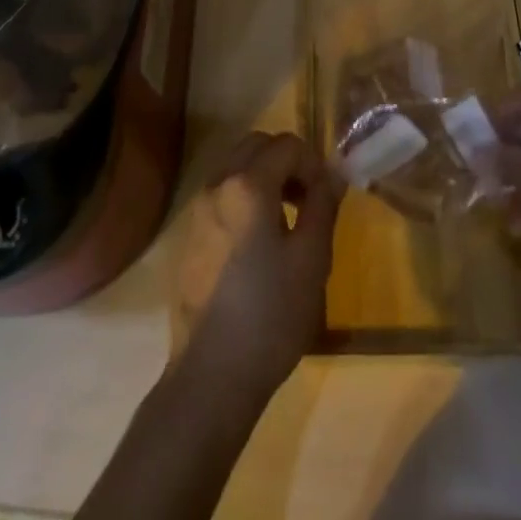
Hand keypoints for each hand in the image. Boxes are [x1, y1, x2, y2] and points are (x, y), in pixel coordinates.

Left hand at [172, 131, 340, 403]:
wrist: (211, 375)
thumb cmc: (271, 314)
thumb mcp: (312, 258)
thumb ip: (323, 205)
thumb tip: (333, 174)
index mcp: (248, 184)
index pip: (287, 144)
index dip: (313, 162)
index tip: (326, 196)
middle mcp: (217, 184)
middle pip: (256, 144)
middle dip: (286, 160)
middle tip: (307, 198)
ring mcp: (197, 209)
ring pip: (234, 165)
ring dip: (263, 175)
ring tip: (285, 220)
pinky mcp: (188, 235)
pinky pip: (220, 192)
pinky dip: (243, 196)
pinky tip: (257, 242)